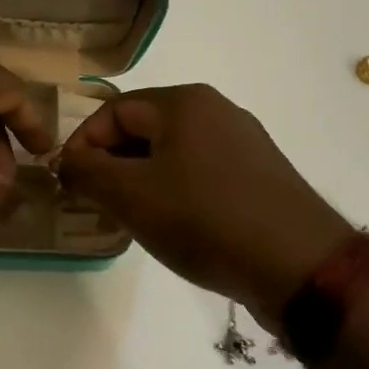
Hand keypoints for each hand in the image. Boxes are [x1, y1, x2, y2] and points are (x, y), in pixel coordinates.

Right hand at [57, 84, 349, 329]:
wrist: (300, 265)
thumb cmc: (206, 220)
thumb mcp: (131, 196)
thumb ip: (87, 172)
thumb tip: (68, 162)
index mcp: (184, 102)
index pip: (112, 111)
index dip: (82, 144)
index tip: (68, 184)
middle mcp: (216, 110)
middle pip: (143, 129)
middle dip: (110, 164)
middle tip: (94, 204)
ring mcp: (243, 142)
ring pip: (171, 153)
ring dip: (140, 181)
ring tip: (129, 219)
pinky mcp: (259, 175)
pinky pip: (200, 172)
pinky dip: (174, 192)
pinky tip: (173, 226)